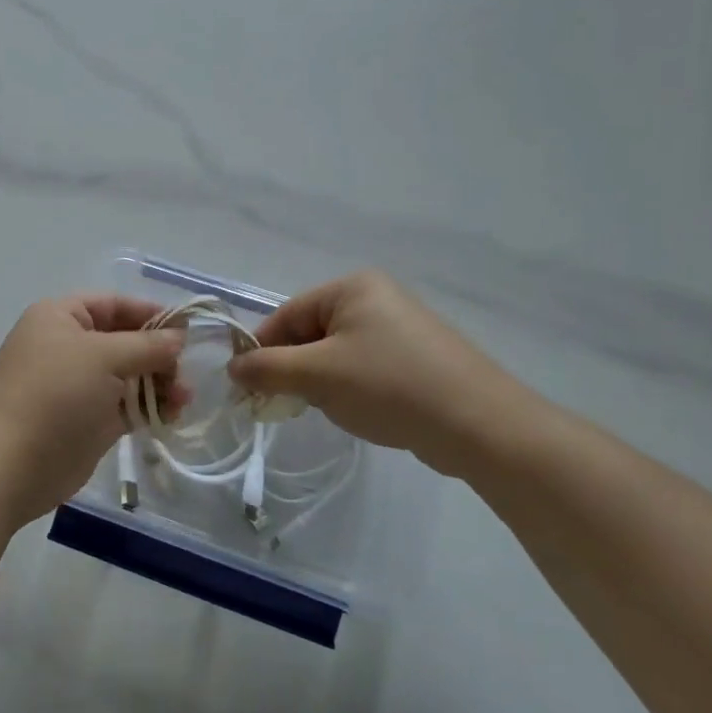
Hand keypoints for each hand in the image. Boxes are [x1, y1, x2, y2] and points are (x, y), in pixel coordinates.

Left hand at [0, 295, 183, 525]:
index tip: (189, 329)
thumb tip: (179, 337)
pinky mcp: (86, 421)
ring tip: (183, 399)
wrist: (8, 466)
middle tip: (185, 373)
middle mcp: (67, 346)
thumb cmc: (54, 395)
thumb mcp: (104, 357)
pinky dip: (148, 408)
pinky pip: (124, 406)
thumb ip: (147, 344)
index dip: (151, 313)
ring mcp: (76, 386)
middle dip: (158, 355)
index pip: (114, 305)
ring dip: (158, 383)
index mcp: (60, 317)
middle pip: (124, 341)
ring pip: (128, 376)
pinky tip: (171, 415)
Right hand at [227, 270, 550, 478]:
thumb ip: (268, 368)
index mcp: (352, 287)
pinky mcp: (415, 357)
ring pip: (335, 354)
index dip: (262, 351)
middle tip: (291, 404)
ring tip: (336, 409)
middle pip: (310, 333)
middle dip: (296, 370)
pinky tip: (363, 411)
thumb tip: (233, 368)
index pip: (286, 315)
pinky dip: (352, 389)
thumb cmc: (389, 386)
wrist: (479, 425)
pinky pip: (364, 367)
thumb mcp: (318, 376)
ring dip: (323, 383)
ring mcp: (399, 327)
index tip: (247, 388)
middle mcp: (376, 297)